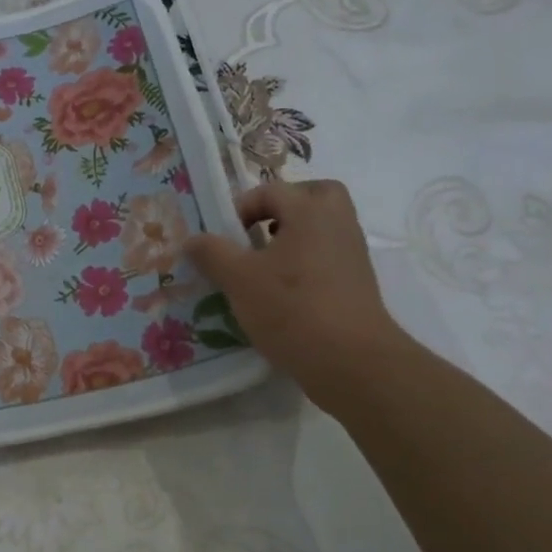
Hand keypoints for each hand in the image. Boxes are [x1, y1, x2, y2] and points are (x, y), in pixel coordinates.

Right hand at [185, 179, 413, 412]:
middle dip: (284, 207)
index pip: (271, 190)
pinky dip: (307, 262)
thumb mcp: (238, 279)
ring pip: (324, 228)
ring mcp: (353, 254)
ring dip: (295, 237)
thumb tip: (192, 240)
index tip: (224, 237)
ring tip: (264, 265)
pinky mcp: (358, 284)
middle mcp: (337, 224)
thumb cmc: (291, 308)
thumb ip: (212, 253)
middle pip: (315, 196)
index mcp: (310, 212)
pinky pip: (329, 256)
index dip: (241, 207)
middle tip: (259, 230)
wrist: (351, 362)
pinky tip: (282, 292)